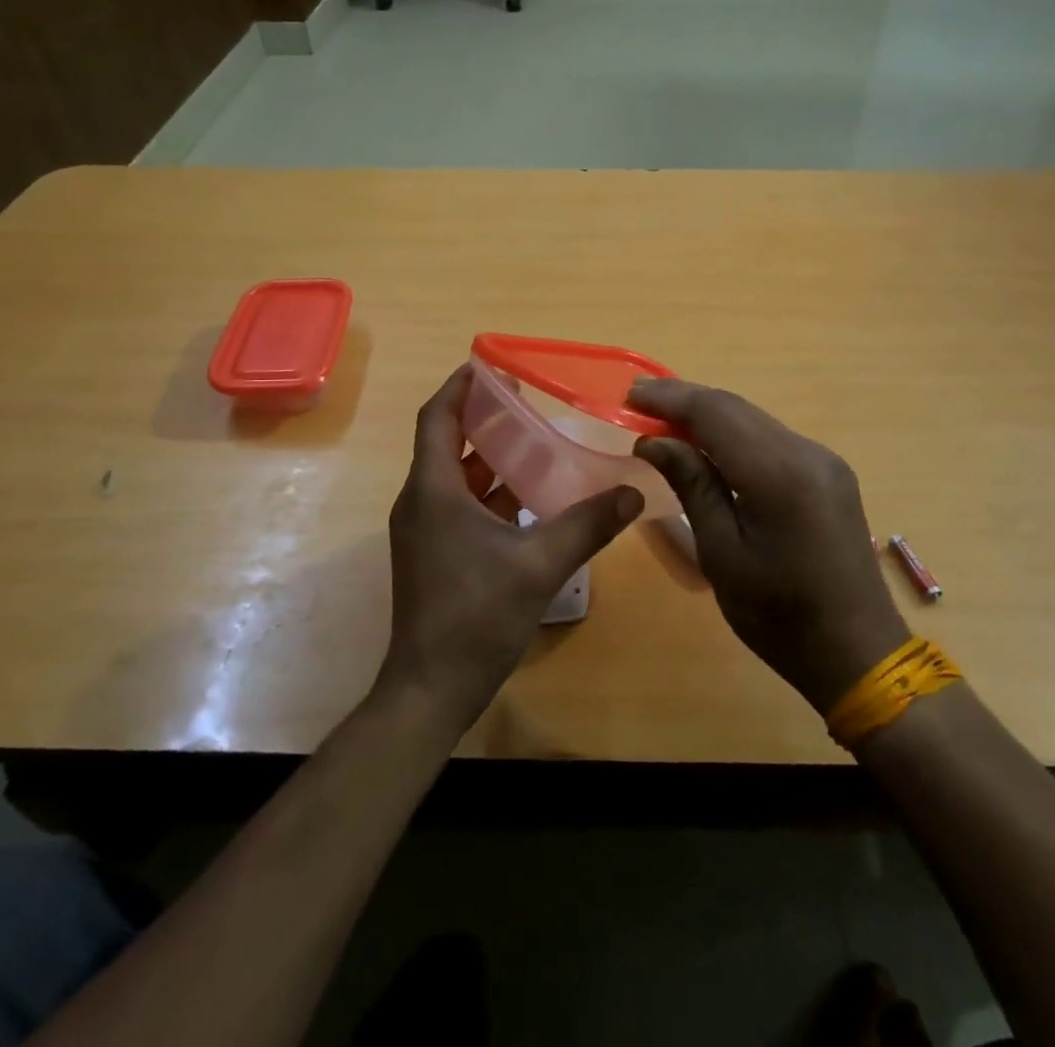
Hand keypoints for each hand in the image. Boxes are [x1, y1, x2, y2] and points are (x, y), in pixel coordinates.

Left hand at [377, 366, 644, 730]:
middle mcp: (422, 501)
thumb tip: (632, 493)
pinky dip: (492, 493)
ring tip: (537, 441)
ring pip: (457, 477)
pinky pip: (462, 505)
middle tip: (528, 401)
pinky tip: (532, 497)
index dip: (459, 386)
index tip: (489, 365)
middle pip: (448, 443)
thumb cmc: (476, 616)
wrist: (431, 689)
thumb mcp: (539, 565)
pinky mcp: (434, 553)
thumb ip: (588, 525)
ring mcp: (426, 530)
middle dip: (484, 418)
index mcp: (434, 490)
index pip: (438, 418)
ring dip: (492, 458)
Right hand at [630, 380, 908, 714]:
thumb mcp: (722, 553)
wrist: (858, 652)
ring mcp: (823, 460)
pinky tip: (709, 444)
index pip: (715, 413)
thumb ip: (692, 485)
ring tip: (664, 418)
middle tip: (638, 401)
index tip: (630, 394)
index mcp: (779, 473)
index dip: (670, 398)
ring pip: (755, 419)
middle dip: (686, 399)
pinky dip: (735, 433)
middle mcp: (806, 452)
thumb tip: (654, 440)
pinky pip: (772, 438)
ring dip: (709, 414)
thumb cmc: (779, 615)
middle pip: (736, 407)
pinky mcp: (829, 473)